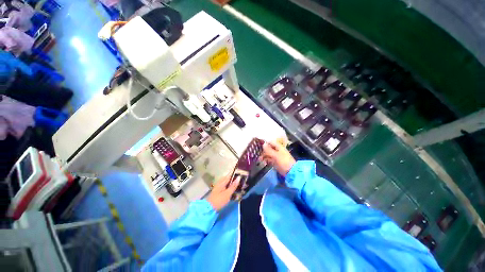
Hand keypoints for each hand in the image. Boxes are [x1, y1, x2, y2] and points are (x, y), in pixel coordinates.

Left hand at [206, 175, 240, 210]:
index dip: (235, 175)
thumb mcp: (228, 193)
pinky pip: (224, 187)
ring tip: (237, 185)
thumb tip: (239, 177)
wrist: (209, 209)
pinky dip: (229, 188)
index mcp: (222, 182)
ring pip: (226, 183)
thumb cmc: (219, 200)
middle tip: (240, 181)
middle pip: (227, 179)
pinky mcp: (218, 193)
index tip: (241, 175)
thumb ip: (233, 186)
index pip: (229, 176)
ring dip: (231, 184)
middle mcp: (219, 183)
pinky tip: (232, 191)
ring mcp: (218, 188)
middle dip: (233, 179)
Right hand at [260, 141, 295, 175]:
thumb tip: (263, 144)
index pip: (270, 142)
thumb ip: (269, 150)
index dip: (265, 143)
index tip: (259, 145)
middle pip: (269, 148)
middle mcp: (277, 150)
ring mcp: (276, 156)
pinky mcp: (276, 162)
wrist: (290, 172)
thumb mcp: (275, 155)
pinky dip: (266, 160)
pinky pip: (269, 159)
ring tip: (259, 159)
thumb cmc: (283, 161)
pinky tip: (263, 162)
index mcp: (279, 147)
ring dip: (264, 156)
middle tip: (258, 154)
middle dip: (263, 151)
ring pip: (268, 154)